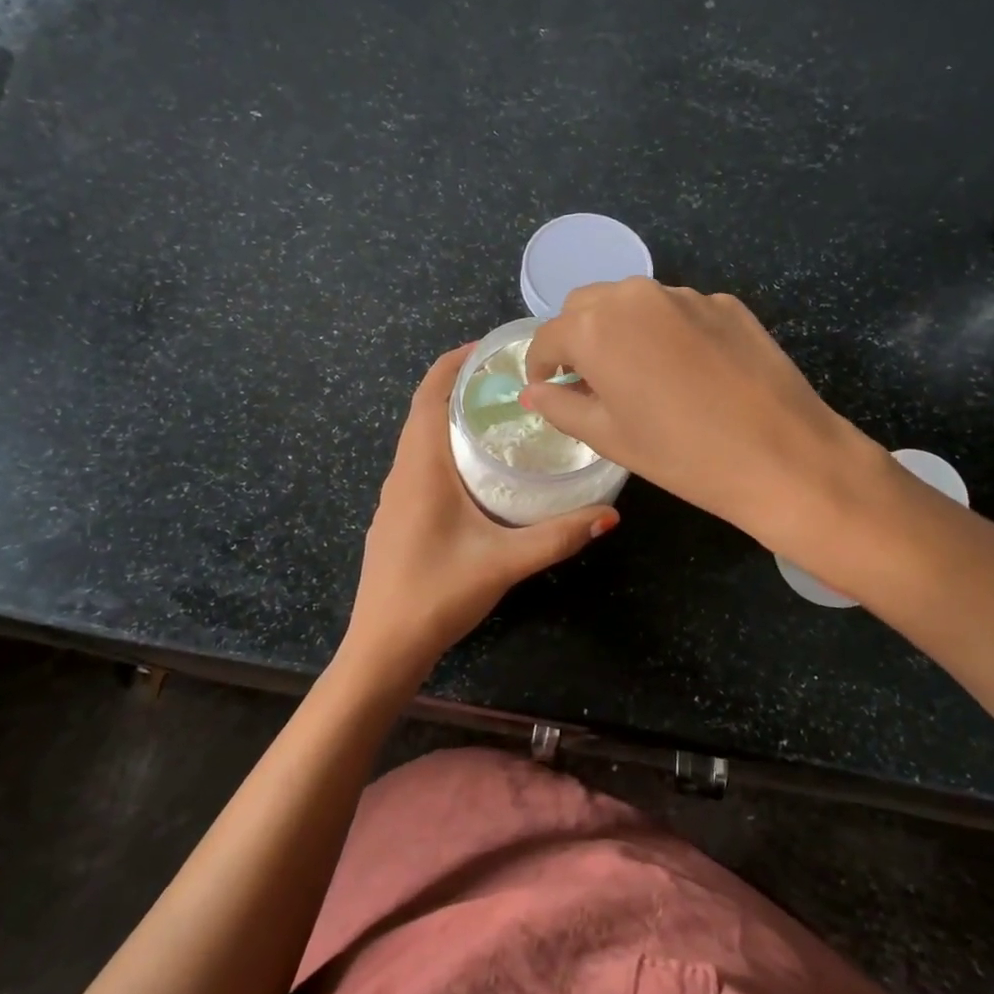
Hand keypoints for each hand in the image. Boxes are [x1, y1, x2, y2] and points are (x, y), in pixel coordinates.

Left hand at [338, 346, 618, 688]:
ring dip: (452, 418)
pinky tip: (478, 470)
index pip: (430, 394)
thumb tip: (610, 514)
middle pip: (425, 410)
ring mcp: (395, 497)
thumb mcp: (505, 562)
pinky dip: (446, 448)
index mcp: (421, 467)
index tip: (491, 347)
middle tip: (511, 379)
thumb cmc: (437, 594)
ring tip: (500, 415)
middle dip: (461, 386)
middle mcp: (403, 472)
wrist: (383, 646)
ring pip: (421, 439)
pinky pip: (420, 465)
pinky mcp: (397, 518)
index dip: (455, 363)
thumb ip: (558, 537)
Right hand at [522, 279, 888, 550]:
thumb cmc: (681, 454)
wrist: (783, 455)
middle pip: (586, 306)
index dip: (541, 365)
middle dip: (577, 338)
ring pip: (632, 302)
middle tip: (590, 381)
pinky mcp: (726, 303)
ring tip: (639, 375)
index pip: (548, 337)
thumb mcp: (609, 437)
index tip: (548, 389)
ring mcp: (685, 295)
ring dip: (621, 330)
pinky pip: (677, 310)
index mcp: (596, 328)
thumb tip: (533, 392)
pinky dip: (665, 331)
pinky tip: (687, 372)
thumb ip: (561, 407)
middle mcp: (635, 297)